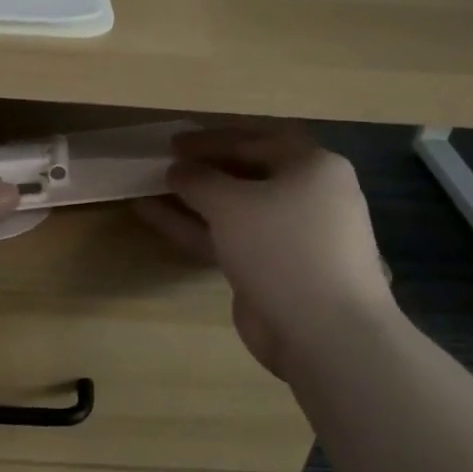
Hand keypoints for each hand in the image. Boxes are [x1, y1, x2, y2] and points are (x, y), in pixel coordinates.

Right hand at [137, 126, 395, 377]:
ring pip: (233, 208)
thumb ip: (198, 179)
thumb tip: (177, 169)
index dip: (212, 139)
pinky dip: (194, 227)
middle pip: (246, 172)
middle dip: (202, 169)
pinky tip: (154, 216)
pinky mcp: (271, 268)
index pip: (256, 139)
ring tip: (149, 188)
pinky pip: (228, 238)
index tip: (173, 142)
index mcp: (312, 166)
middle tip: (163, 164)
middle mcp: (306, 196)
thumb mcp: (232, 203)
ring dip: (192, 199)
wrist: (323, 333)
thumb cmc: (283, 248)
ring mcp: (288, 236)